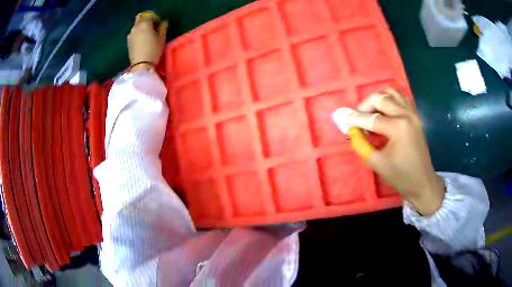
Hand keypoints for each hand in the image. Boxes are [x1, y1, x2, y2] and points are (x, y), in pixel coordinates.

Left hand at [127, 12, 167, 70]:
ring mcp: (130, 34)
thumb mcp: (162, 38)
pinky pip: (134, 32)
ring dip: (142, 26)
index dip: (157, 19)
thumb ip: (163, 27)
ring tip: (148, 34)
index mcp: (145, 24)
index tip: (160, 25)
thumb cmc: (154, 50)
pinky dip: (138, 33)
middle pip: (141, 17)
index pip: (151, 16)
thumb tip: (163, 22)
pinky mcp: (128, 41)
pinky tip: (142, 40)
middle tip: (153, 27)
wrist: (141, 65)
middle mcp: (136, 27)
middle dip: (147, 20)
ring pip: (137, 25)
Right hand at [333, 88, 444, 215]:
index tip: (342, 117)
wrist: (422, 181)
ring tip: (371, 112)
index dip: (355, 118)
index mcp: (398, 127)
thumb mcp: (377, 163)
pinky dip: (390, 99)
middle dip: (365, 105)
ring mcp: (412, 113)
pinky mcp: (415, 116)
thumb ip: (362, 145)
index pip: (371, 119)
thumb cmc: (401, 176)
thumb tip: (352, 131)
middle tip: (358, 117)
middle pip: (380, 98)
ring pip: (392, 93)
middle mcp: (406, 115)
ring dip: (378, 99)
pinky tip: (384, 111)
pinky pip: (401, 98)